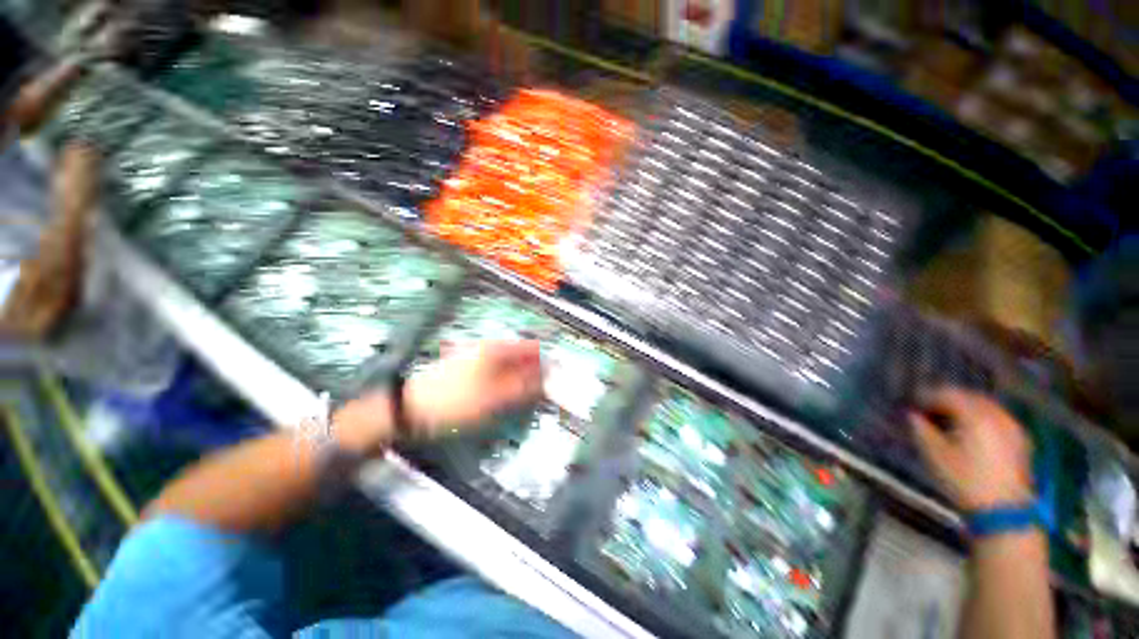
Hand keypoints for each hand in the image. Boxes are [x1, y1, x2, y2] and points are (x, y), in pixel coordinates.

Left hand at [404, 340, 542, 437]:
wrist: (412, 408)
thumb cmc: (456, 402)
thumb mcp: (496, 398)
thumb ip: (525, 387)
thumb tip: (548, 381)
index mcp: (496, 349)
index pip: (533, 348)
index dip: (547, 363)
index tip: (555, 381)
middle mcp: (489, 347)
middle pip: (522, 355)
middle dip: (534, 373)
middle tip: (538, 395)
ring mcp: (478, 355)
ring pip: (510, 364)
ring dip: (520, 379)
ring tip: (521, 399)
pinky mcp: (471, 366)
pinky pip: (497, 370)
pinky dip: (506, 381)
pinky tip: (504, 396)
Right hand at [910, 388, 1034, 510]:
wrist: (1003, 512)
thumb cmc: (963, 481)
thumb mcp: (934, 455)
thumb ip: (920, 430)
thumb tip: (912, 415)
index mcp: (974, 415)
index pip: (946, 394)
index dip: (926, 396)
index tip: (911, 404)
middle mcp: (996, 414)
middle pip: (968, 397)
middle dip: (947, 400)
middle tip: (928, 410)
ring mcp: (1012, 426)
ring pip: (985, 406)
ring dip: (965, 409)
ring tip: (948, 420)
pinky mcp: (1020, 440)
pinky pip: (997, 418)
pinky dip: (981, 418)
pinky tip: (971, 430)